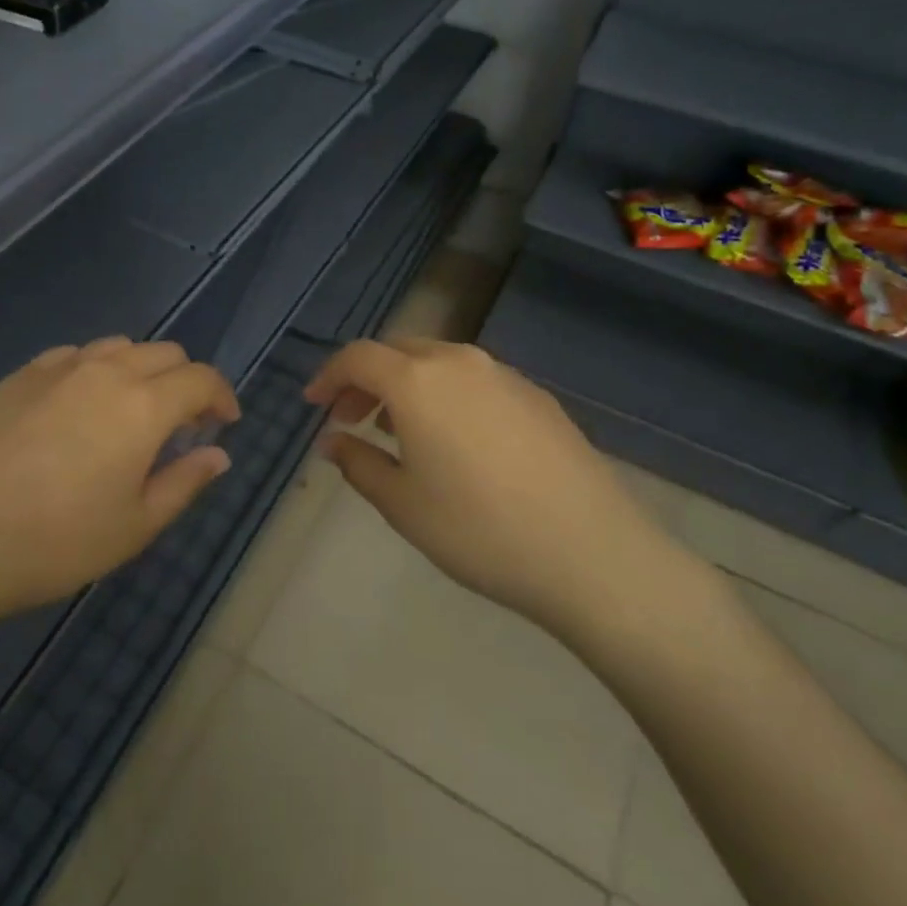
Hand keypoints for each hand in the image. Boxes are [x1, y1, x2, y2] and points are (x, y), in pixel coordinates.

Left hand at [0, 337, 240, 647]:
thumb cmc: (53, 542)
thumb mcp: (134, 526)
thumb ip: (185, 482)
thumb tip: (219, 455)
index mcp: (143, 404)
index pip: (201, 378)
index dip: (222, 396)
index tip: (224, 423)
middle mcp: (105, 371)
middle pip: (164, 353)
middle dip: (185, 382)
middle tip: (181, 426)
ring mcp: (56, 368)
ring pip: (118, 348)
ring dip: (141, 371)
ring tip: (131, 415)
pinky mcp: (17, 377)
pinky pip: (74, 357)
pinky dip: (96, 371)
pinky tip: (79, 409)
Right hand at [305, 338, 676, 630]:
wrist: (591, 553)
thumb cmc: (478, 530)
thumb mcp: (403, 504)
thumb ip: (358, 463)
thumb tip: (333, 442)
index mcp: (418, 381)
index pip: (358, 357)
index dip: (329, 376)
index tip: (315, 405)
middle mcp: (460, 362)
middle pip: (398, 352)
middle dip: (367, 380)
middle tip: (352, 419)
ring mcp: (504, 376)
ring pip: (439, 363)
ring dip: (408, 386)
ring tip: (400, 432)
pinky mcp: (537, 397)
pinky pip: (475, 380)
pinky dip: (447, 395)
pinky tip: (455, 441)